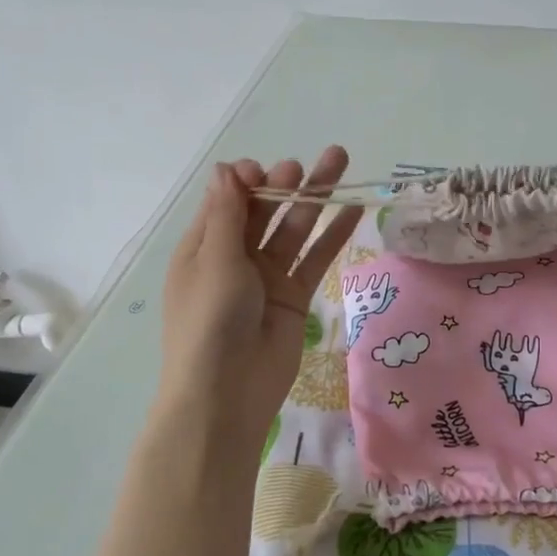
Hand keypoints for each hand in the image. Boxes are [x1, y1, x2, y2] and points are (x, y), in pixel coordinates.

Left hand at [157, 147, 359, 443]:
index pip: (227, 201)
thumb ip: (228, 214)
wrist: (227, 392)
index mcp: (203, 247)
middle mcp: (235, 257)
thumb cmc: (210, 321)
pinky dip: (333, 235)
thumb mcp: (215, 261)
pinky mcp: (294, 297)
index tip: (263, 172)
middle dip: (283, 184)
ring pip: (294, 230)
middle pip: (263, 211)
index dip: (246, 181)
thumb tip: (226, 168)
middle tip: (301, 169)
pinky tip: (353, 210)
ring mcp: (267, 277)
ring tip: (340, 163)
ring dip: (315, 199)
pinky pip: (315, 260)